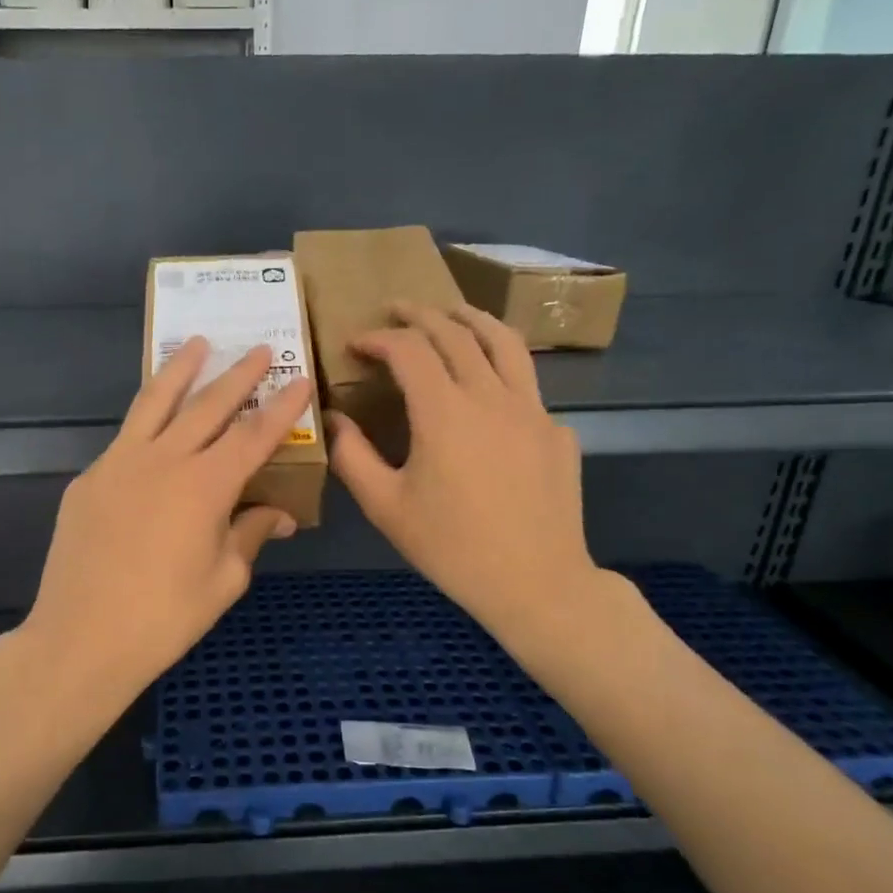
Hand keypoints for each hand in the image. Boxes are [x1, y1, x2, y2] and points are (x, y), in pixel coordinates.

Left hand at [16, 338, 311, 717]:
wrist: (82, 637)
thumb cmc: (165, 618)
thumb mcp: (223, 580)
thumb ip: (250, 535)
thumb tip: (277, 515)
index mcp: (205, 485)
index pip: (253, 435)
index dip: (281, 407)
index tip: (300, 378)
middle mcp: (163, 460)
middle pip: (207, 404)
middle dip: (238, 374)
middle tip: (258, 349)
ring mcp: (118, 463)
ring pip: (155, 402)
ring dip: (180, 370)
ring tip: (196, 344)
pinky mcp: (89, 479)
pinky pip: (125, 437)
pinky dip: (147, 419)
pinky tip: (155, 421)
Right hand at [329, 302, 622, 655]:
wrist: (536, 583)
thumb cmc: (451, 548)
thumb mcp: (385, 507)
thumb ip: (353, 456)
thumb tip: (334, 418)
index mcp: (445, 412)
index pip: (409, 350)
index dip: (378, 338)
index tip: (355, 343)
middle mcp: (492, 396)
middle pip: (456, 333)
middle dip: (421, 314)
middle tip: (396, 309)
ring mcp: (533, 410)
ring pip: (504, 342)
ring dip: (471, 319)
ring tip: (451, 313)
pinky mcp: (557, 430)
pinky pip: (526, 384)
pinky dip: (500, 368)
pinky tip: (488, 390)